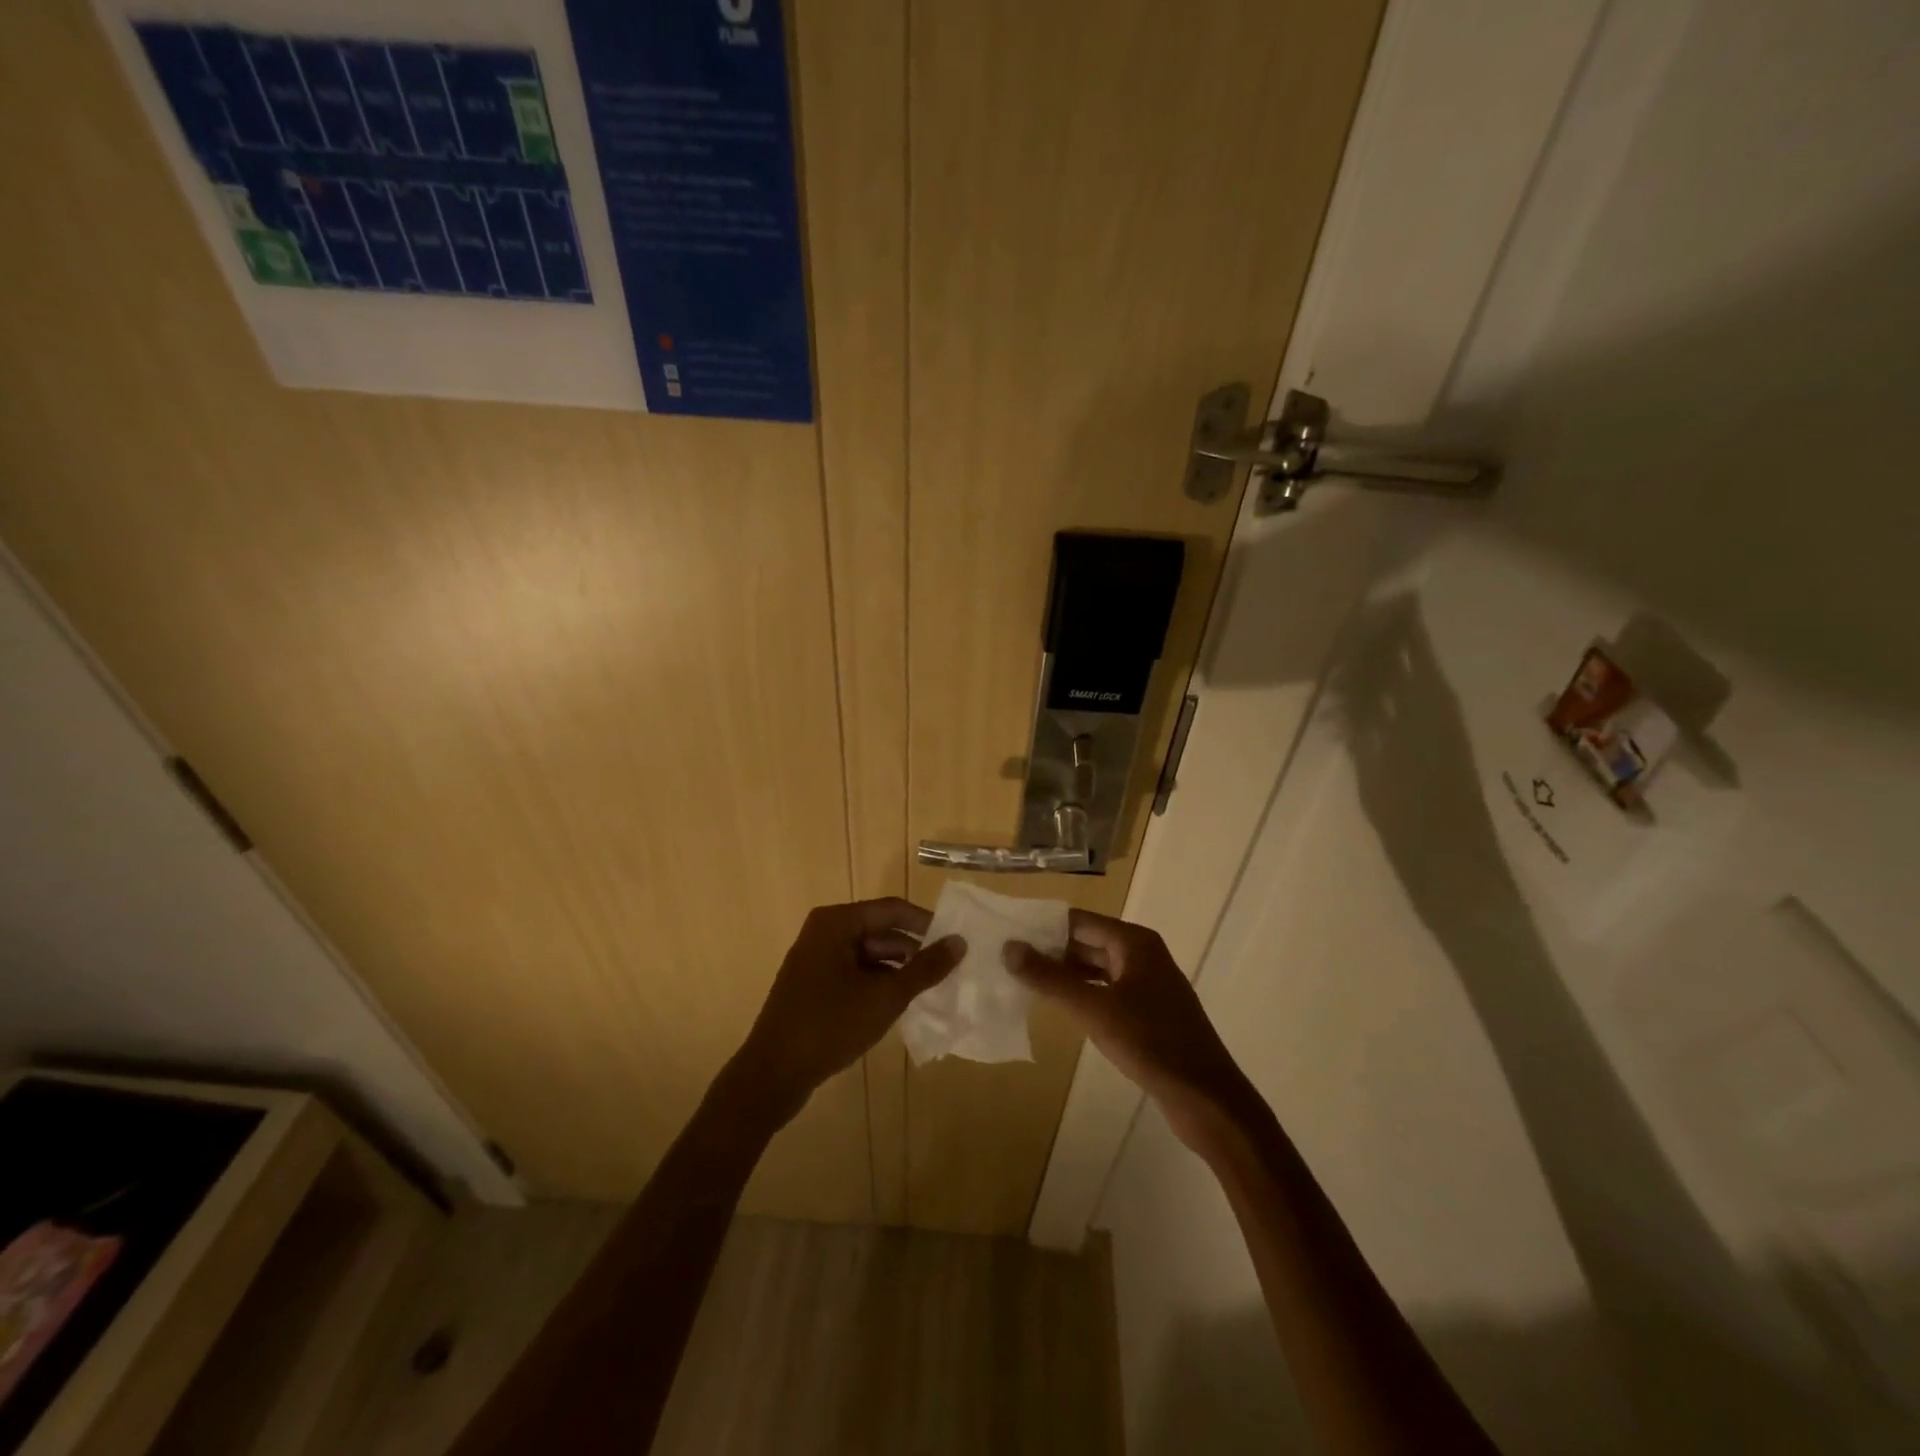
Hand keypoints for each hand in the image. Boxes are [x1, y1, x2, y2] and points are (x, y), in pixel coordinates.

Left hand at [731, 899, 962, 1126]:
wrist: (773, 1074)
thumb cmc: (830, 1025)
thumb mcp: (886, 996)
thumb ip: (925, 968)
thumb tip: (960, 942)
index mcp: (837, 922)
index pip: (893, 910)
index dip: (926, 924)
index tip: (956, 942)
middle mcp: (825, 932)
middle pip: (881, 931)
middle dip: (914, 951)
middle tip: (949, 970)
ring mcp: (816, 959)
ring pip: (869, 956)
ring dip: (898, 971)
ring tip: (931, 990)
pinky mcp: (814, 985)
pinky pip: (855, 974)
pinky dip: (878, 984)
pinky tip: (899, 1006)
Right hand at [1005, 911, 1247, 1145]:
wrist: (1205, 1097)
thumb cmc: (1150, 1042)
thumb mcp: (1094, 1009)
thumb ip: (1050, 978)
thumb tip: (1008, 947)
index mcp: (1134, 942)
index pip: (1079, 921)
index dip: (1044, 927)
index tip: (1007, 934)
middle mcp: (1142, 954)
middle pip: (1087, 943)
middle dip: (1050, 951)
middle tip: (1008, 960)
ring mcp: (1148, 984)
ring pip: (1097, 969)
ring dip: (1065, 975)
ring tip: (1024, 982)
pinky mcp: (1149, 1011)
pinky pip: (1108, 991)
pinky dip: (1084, 994)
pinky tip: (1060, 1007)